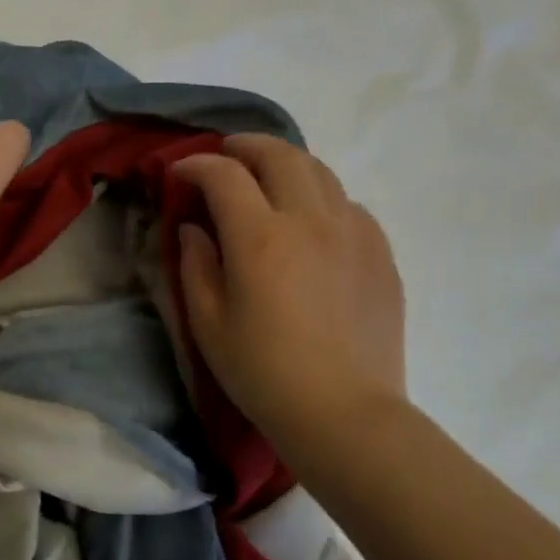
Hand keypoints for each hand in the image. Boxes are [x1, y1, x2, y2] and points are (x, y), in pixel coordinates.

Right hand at [173, 135, 405, 461]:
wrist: (344, 412)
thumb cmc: (262, 372)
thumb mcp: (207, 322)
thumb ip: (196, 264)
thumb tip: (196, 228)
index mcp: (260, 238)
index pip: (224, 175)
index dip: (196, 165)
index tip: (179, 174)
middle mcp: (310, 221)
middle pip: (280, 155)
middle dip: (246, 146)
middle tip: (226, 155)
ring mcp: (354, 233)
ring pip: (320, 171)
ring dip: (286, 164)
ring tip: (267, 179)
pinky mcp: (380, 252)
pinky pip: (348, 204)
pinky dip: (320, 196)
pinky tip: (309, 222)